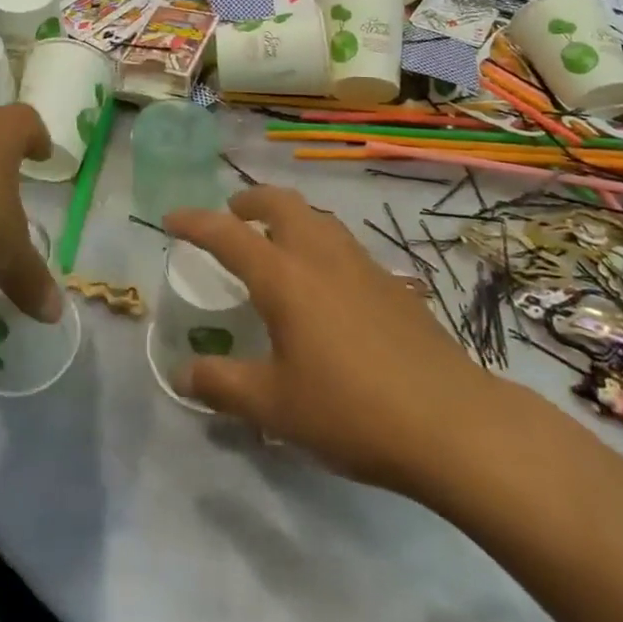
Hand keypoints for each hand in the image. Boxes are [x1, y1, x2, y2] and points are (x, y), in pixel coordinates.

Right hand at [165, 187, 519, 500]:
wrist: (450, 421)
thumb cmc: (350, 410)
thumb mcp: (275, 407)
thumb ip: (222, 385)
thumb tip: (181, 372)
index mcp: (284, 276)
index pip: (227, 234)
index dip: (195, 222)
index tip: (172, 218)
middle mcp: (320, 255)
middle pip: (281, 202)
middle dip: (250, 200)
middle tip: (233, 215)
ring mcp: (361, 263)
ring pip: (317, 217)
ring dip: (289, 216)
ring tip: (277, 243)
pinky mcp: (391, 282)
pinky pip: (342, 243)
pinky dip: (319, 242)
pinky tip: (326, 283)